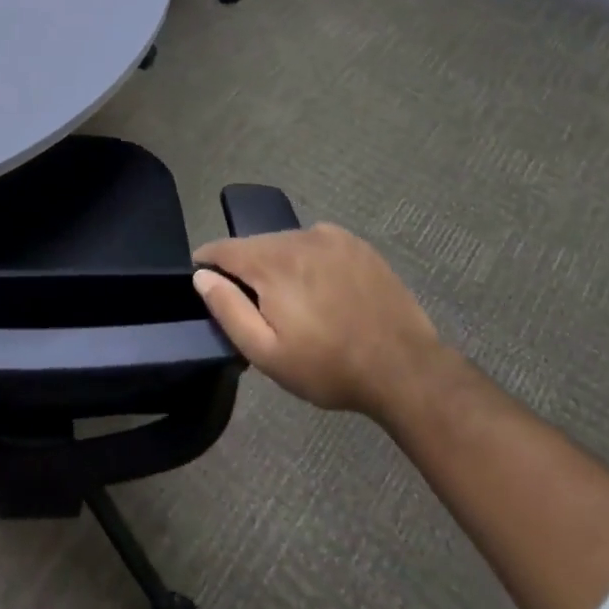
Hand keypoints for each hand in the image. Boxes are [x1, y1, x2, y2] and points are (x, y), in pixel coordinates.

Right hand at [192, 223, 438, 414]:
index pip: (222, 248)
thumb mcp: (267, 353)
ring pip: (285, 242)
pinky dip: (308, 258)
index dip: (207, 263)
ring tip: (293, 299)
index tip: (206, 282)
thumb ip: (228, 310)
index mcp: (270, 263)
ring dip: (278, 263)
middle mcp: (297, 237)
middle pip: (254, 245)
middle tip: (257, 306)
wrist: (406, 370)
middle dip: (246, 268)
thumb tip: (202, 276)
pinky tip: (322, 287)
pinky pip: (315, 242)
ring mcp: (330, 237)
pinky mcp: (356, 244)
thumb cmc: (329, 367)